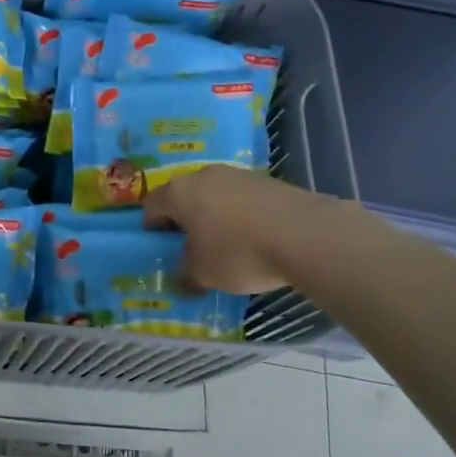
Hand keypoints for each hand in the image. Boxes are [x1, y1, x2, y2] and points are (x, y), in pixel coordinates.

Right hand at [144, 166, 340, 293]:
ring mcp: (237, 174)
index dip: (152, 228)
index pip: (151, 205)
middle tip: (192, 249)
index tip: (161, 249)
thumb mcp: (204, 275)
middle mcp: (203, 175)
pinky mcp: (266, 180)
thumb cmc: (239, 253)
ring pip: (214, 195)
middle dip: (184, 221)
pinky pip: (241, 198)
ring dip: (213, 216)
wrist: (305, 234)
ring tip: (227, 245)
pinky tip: (254, 238)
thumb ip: (186, 277)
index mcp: (178, 193)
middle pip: (183, 196)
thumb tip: (181, 282)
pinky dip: (240, 215)